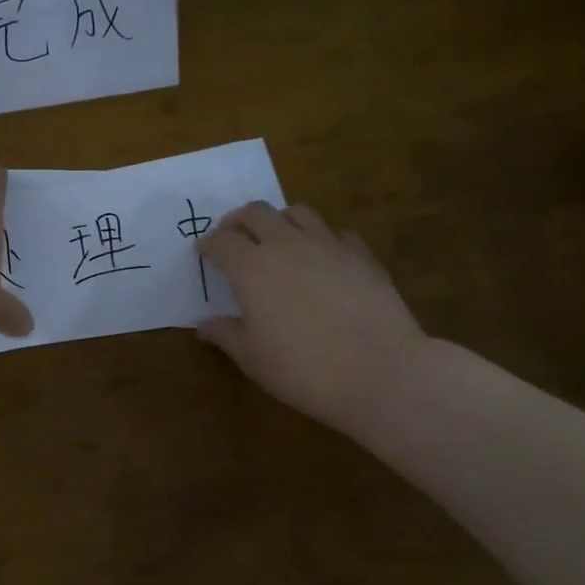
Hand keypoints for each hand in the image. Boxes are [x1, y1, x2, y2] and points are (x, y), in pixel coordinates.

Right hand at [197, 201, 434, 435]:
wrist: (381, 373)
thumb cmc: (303, 369)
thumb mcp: (253, 358)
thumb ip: (226, 334)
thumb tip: (204, 324)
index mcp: (251, 268)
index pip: (221, 242)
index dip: (208, 245)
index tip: (203, 252)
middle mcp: (286, 245)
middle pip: (256, 213)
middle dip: (238, 221)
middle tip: (233, 236)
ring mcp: (328, 245)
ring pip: (297, 212)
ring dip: (279, 219)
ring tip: (277, 237)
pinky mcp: (362, 255)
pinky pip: (337, 233)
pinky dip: (322, 238)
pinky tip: (323, 257)